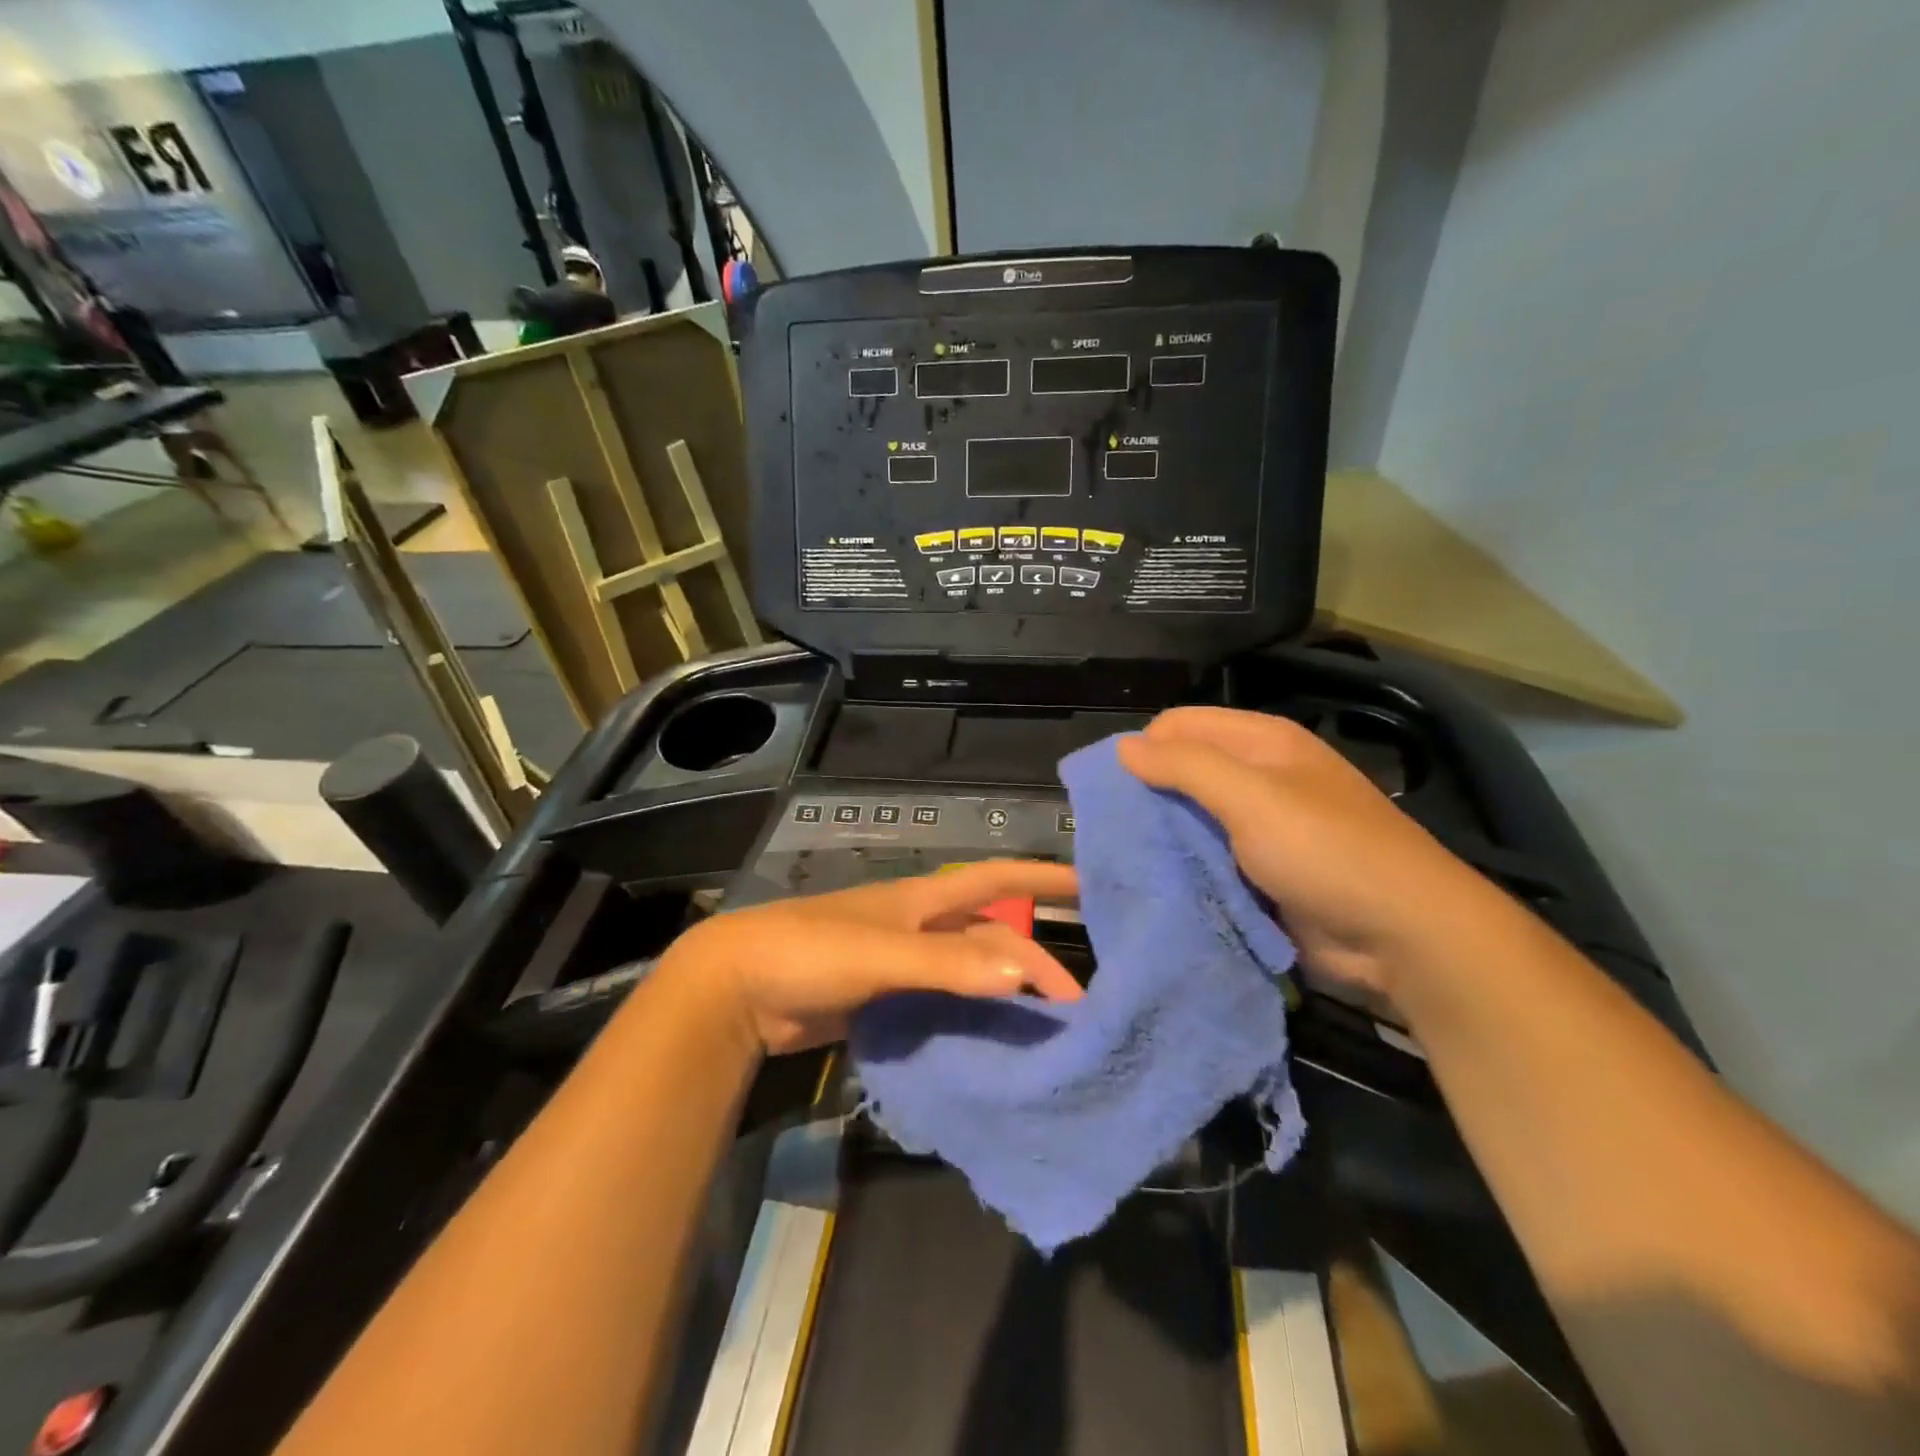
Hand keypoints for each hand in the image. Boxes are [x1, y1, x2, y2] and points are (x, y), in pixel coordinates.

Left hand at [664, 860, 1083, 1054]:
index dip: (1042, 876)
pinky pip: (944, 1004)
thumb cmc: (811, 951)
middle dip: (1033, 957)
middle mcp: (921, 927)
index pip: (996, 878)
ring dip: (1006, 990)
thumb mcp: (881, 954)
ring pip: (970, 972)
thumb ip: (947, 965)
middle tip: (1079, 999)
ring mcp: (904, 964)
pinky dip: (971, 1017)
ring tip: (1049, 1027)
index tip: (1093, 885)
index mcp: (924, 901)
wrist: (739, 987)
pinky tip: (994, 1043)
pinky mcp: (886, 1000)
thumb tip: (1024, 973)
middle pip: (991, 934)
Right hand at [1118, 707, 1497, 1003]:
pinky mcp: (1261, 872)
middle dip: (1148, 796)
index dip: (1144, 749)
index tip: (1113, 791)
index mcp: (1262, 742)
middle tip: (1115, 831)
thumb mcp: (1251, 798)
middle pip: (1184, 771)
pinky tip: (1159, 883)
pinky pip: (1208, 859)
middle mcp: (1260, 777)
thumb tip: (1123, 747)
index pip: (1179, 725)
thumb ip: (1185, 766)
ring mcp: (1262, 828)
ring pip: (1192, 820)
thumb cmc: (1326, 850)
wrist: (1403, 936)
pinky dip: (1184, 868)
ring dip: (1164, 837)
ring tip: (1128, 860)